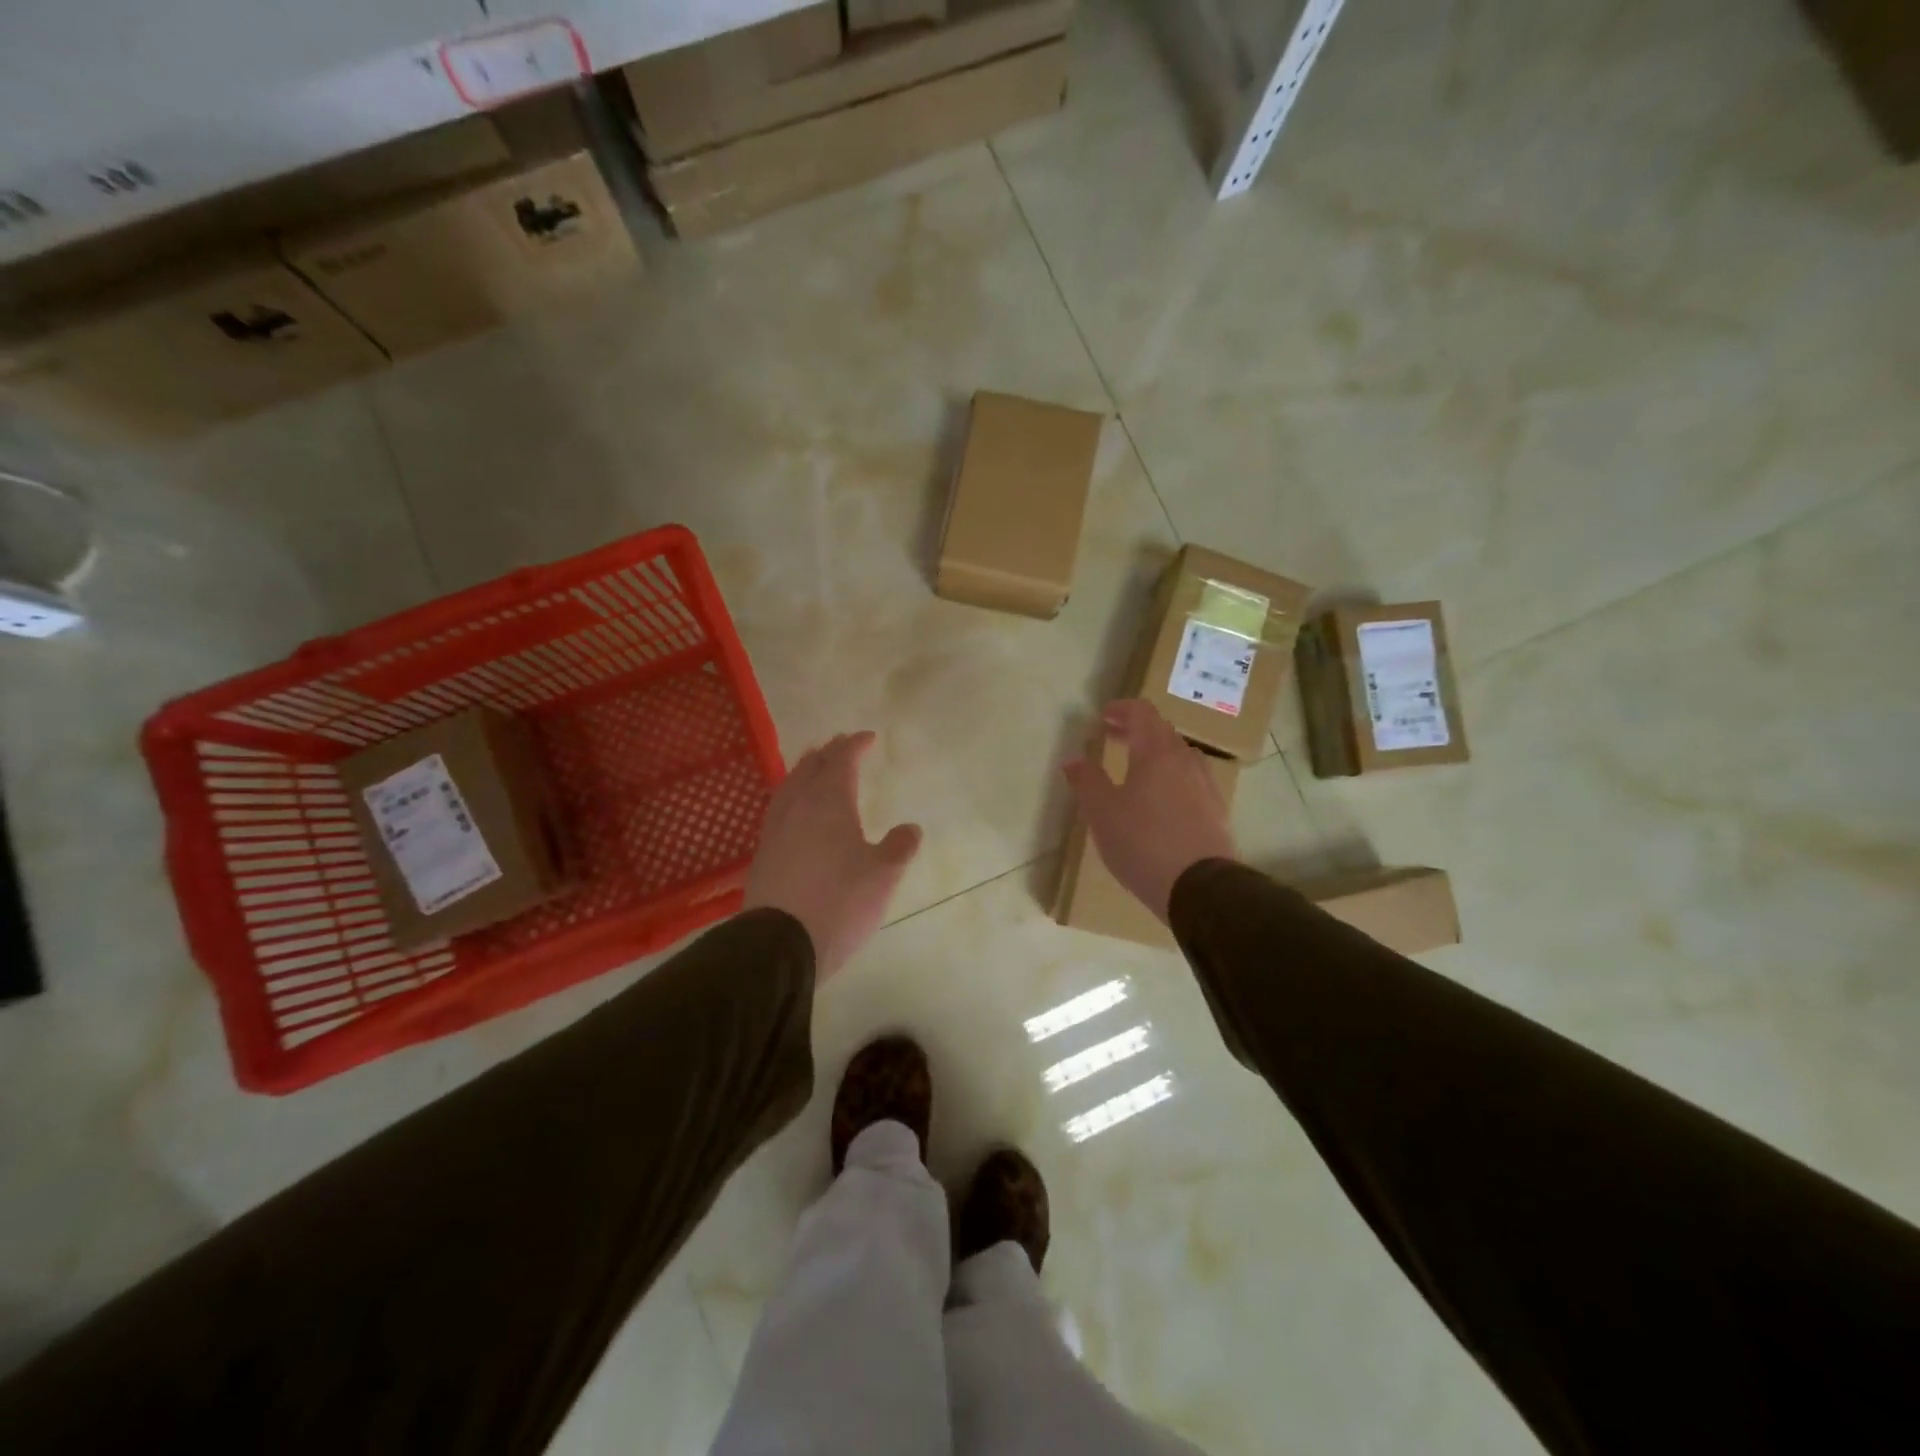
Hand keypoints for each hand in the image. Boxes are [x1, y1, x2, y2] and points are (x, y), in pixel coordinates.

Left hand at [743, 732, 921, 983]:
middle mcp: (798, 807)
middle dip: (828, 753)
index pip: (842, 761)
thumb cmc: (839, 902)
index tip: (869, 738)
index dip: (855, 746)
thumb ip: (898, 848)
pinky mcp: (762, 854)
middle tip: (840, 744)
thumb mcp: (882, 876)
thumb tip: (910, 828)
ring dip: (804, 770)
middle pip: (811, 768)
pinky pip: (778, 809)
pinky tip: (794, 810)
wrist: (779, 944)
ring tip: (813, 766)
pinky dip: (791, 796)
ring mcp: (775, 830)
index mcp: (829, 803)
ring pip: (789, 786)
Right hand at [1063, 700, 1239, 923]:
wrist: (1201, 888)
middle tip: (1112, 738)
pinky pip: (1191, 780)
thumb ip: (1086, 781)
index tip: (1103, 716)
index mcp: (1156, 753)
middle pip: (1162, 732)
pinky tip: (1161, 800)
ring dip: (1155, 754)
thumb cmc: (1143, 844)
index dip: (1122, 709)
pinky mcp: (1216, 811)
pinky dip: (1171, 776)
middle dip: (1135, 730)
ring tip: (1135, 770)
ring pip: (1179, 756)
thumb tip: (1073, 759)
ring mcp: (1206, 785)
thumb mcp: (1102, 813)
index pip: (1142, 713)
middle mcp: (1185, 761)